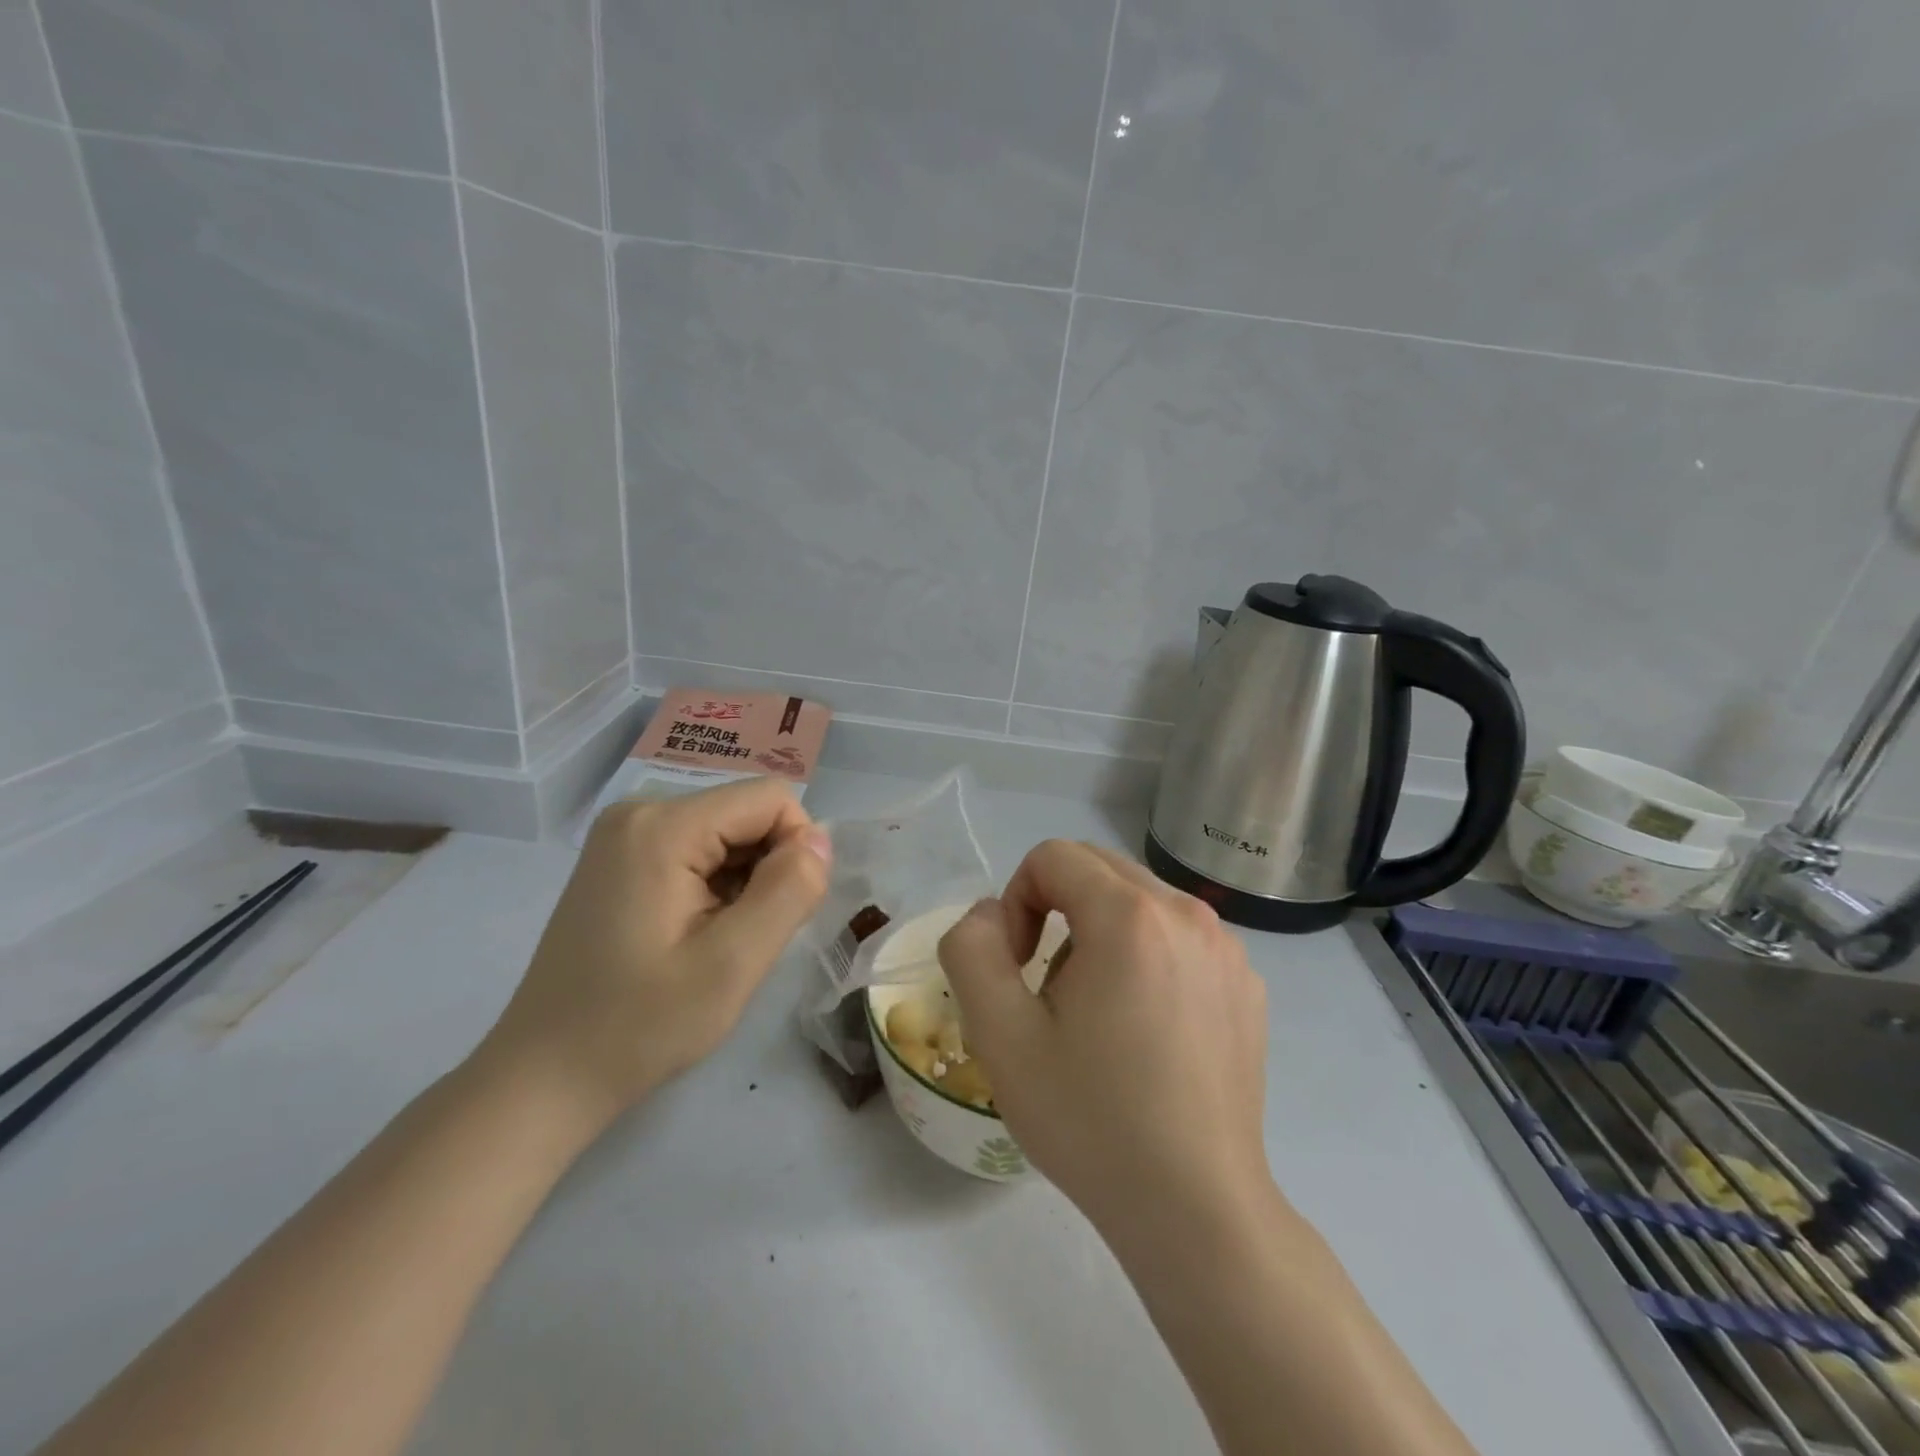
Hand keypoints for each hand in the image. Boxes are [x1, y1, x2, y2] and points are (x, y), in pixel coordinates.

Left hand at [477, 779, 831, 1132]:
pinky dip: (716, 885)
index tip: (780, 913)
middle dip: (767, 868)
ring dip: (743, 882)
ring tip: (716, 942)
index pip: (771, 799)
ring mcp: (624, 834)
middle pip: (746, 813)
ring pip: (727, 833)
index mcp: (663, 825)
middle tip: (745, 938)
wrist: (543, 1077)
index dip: (796, 849)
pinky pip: (697, 849)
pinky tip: (694, 935)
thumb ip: (789, 891)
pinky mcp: (620, 858)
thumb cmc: (639, 1027)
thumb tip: (820, 840)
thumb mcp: (732, 965)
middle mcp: (640, 811)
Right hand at [938, 840, 1270, 1236]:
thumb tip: (991, 914)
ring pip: (1139, 900)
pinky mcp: (1248, 983)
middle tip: (1048, 986)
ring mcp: (1227, 948)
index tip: (1019, 967)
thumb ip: (972, 949)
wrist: (1196, 1209)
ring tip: (1098, 1012)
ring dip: (1100, 931)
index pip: (1053, 856)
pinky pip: (1178, 936)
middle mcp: (1188, 914)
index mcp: (1130, 916)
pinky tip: (1147, 1029)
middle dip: (1056, 907)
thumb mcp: (1000, 1034)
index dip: (1017, 899)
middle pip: (1098, 868)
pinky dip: (1147, 955)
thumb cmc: (1091, 1120)